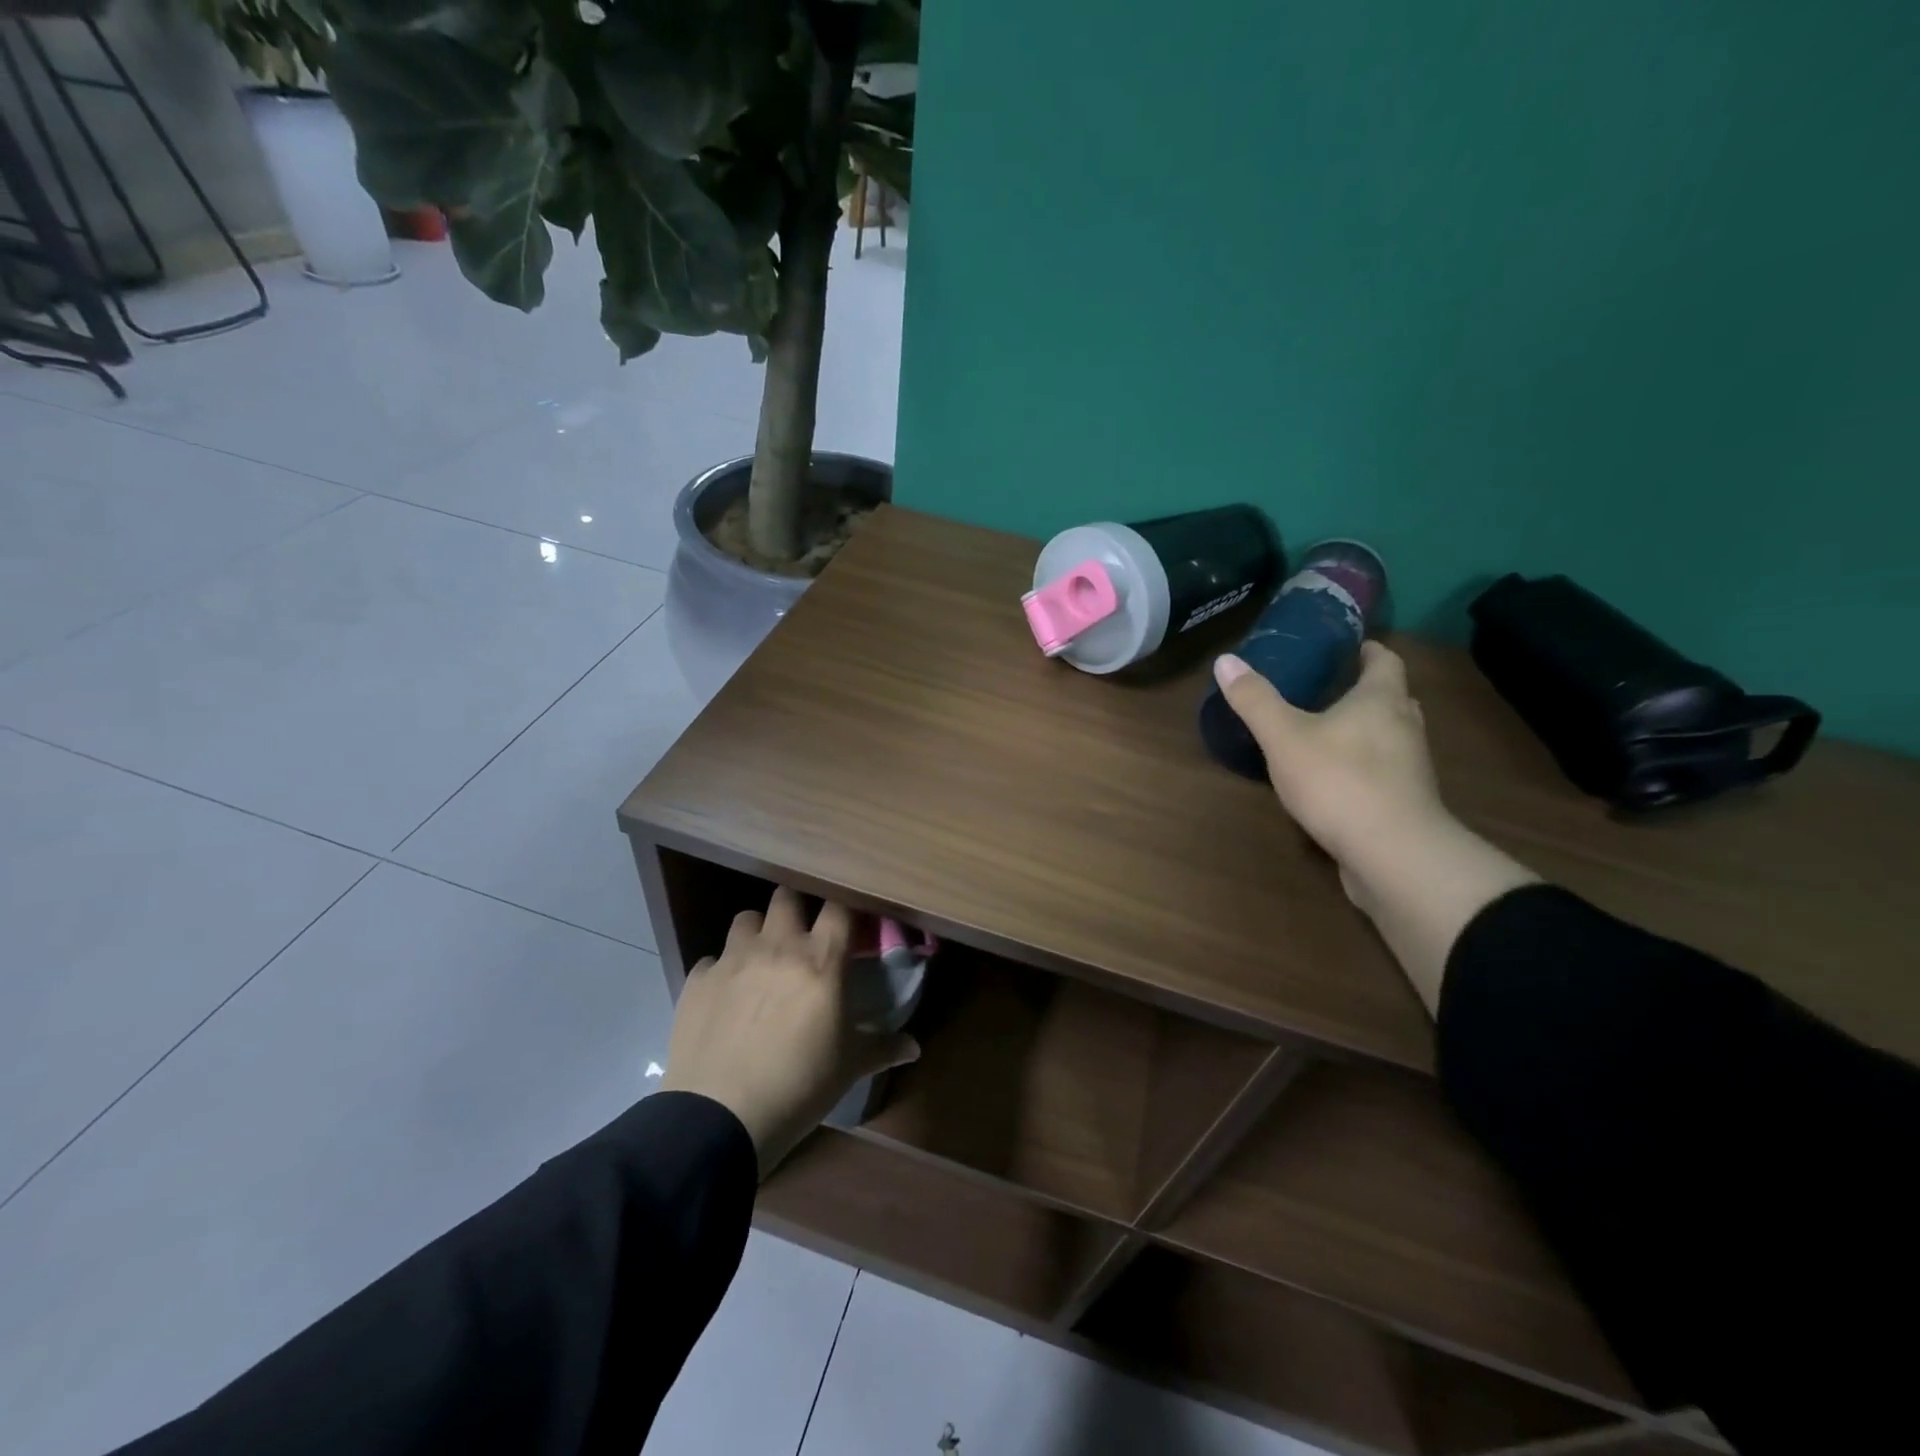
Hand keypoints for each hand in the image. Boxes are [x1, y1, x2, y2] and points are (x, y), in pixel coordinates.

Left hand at [661, 887, 919, 1177]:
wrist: (720, 1117)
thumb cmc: (799, 1085)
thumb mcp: (849, 1068)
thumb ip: (883, 1047)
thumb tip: (914, 1048)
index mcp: (820, 960)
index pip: (837, 907)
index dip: (843, 909)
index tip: (847, 923)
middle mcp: (777, 946)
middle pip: (786, 897)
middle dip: (795, 908)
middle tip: (800, 934)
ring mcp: (733, 960)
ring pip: (745, 918)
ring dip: (756, 932)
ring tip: (761, 959)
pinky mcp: (697, 980)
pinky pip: (711, 960)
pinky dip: (720, 970)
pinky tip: (725, 997)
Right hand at [1213, 642, 1538, 1013]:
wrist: (1392, 853)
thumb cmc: (1338, 780)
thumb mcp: (1284, 737)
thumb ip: (1255, 700)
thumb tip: (1225, 659)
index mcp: (1380, 700)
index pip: (1385, 661)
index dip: (1369, 651)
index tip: (1353, 646)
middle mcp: (1404, 727)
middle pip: (1393, 698)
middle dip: (1368, 691)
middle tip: (1335, 688)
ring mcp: (1411, 768)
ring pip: (1393, 737)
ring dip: (1370, 730)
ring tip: (1332, 733)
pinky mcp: (1407, 803)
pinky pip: (1387, 773)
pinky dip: (1367, 767)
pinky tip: (1338, 780)